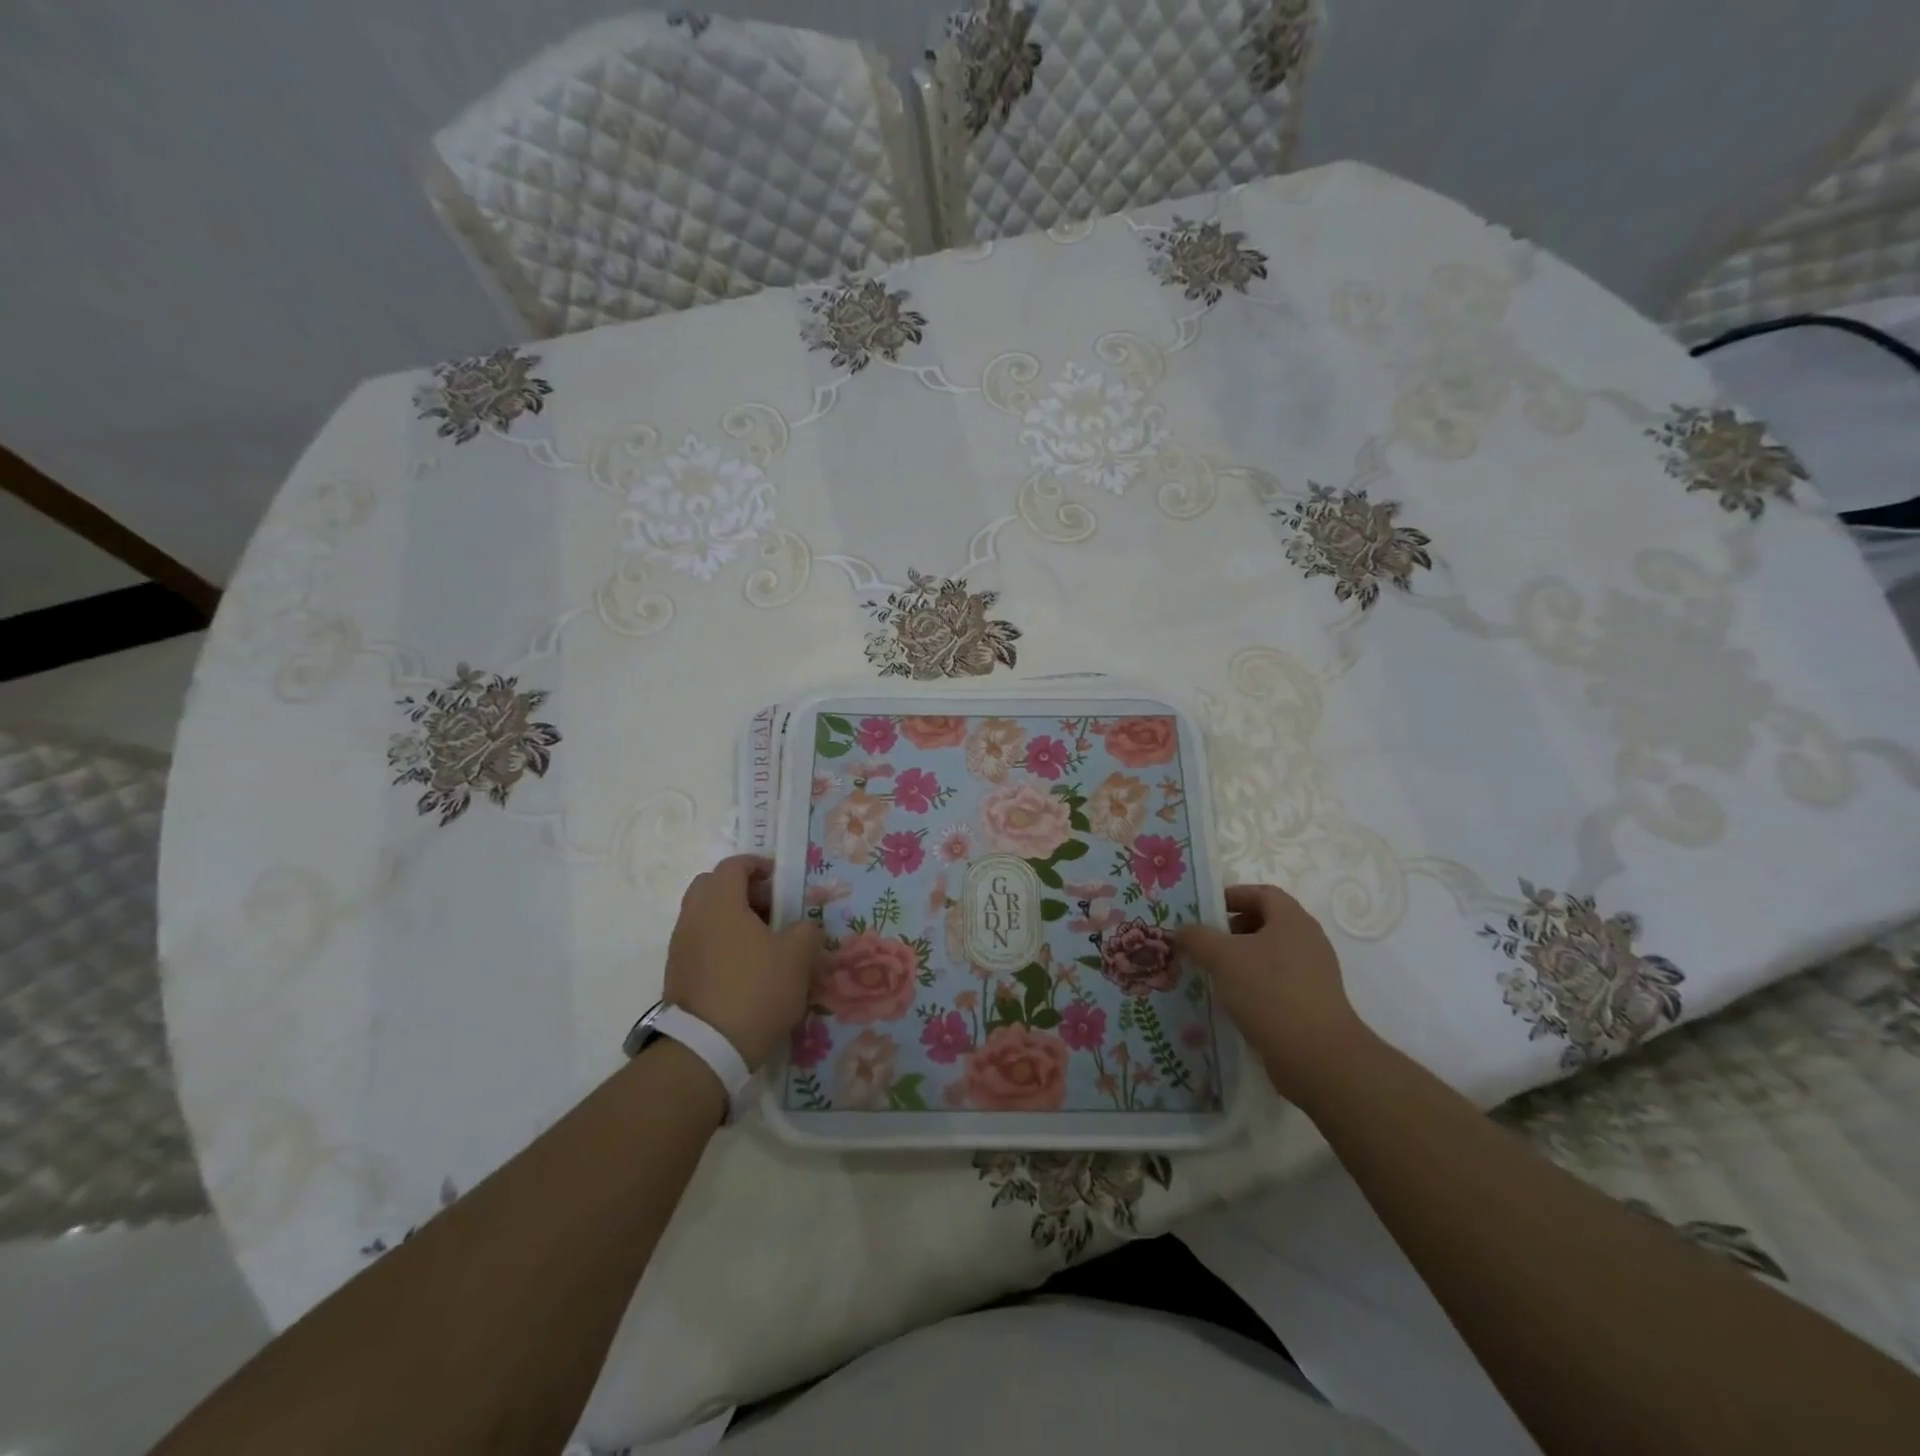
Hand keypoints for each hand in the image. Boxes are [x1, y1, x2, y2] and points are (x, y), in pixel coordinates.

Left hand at [664, 854, 824, 1069]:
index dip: (758, 865)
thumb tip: (804, 926)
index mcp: (720, 902)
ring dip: (730, 917)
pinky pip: (699, 942)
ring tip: (761, 940)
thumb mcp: (797, 958)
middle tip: (769, 906)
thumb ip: (806, 931)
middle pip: (711, 886)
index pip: (733, 865)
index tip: (779, 878)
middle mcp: (693, 917)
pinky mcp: (676, 974)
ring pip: (703, 915)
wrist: (707, 1049)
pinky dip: (719, 941)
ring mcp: (680, 947)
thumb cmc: (756, 990)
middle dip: (740, 889)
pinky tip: (744, 966)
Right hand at [1176, 884, 1375, 1104]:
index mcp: (1292, 920)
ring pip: (1270, 955)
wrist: (1317, 1056)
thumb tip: (1182, 931)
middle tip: (1203, 943)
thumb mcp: (1222, 957)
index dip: (1232, 896)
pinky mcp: (1312, 1003)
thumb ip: (1197, 937)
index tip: (1204, 911)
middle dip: (1231, 930)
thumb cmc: (1269, 991)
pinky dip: (1254, 985)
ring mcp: (1314, 974)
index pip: (1262, 893)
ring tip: (1212, 973)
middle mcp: (1308, 941)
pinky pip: (1277, 983)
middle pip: (1266, 923)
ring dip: (1241, 960)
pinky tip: (1233, 1001)